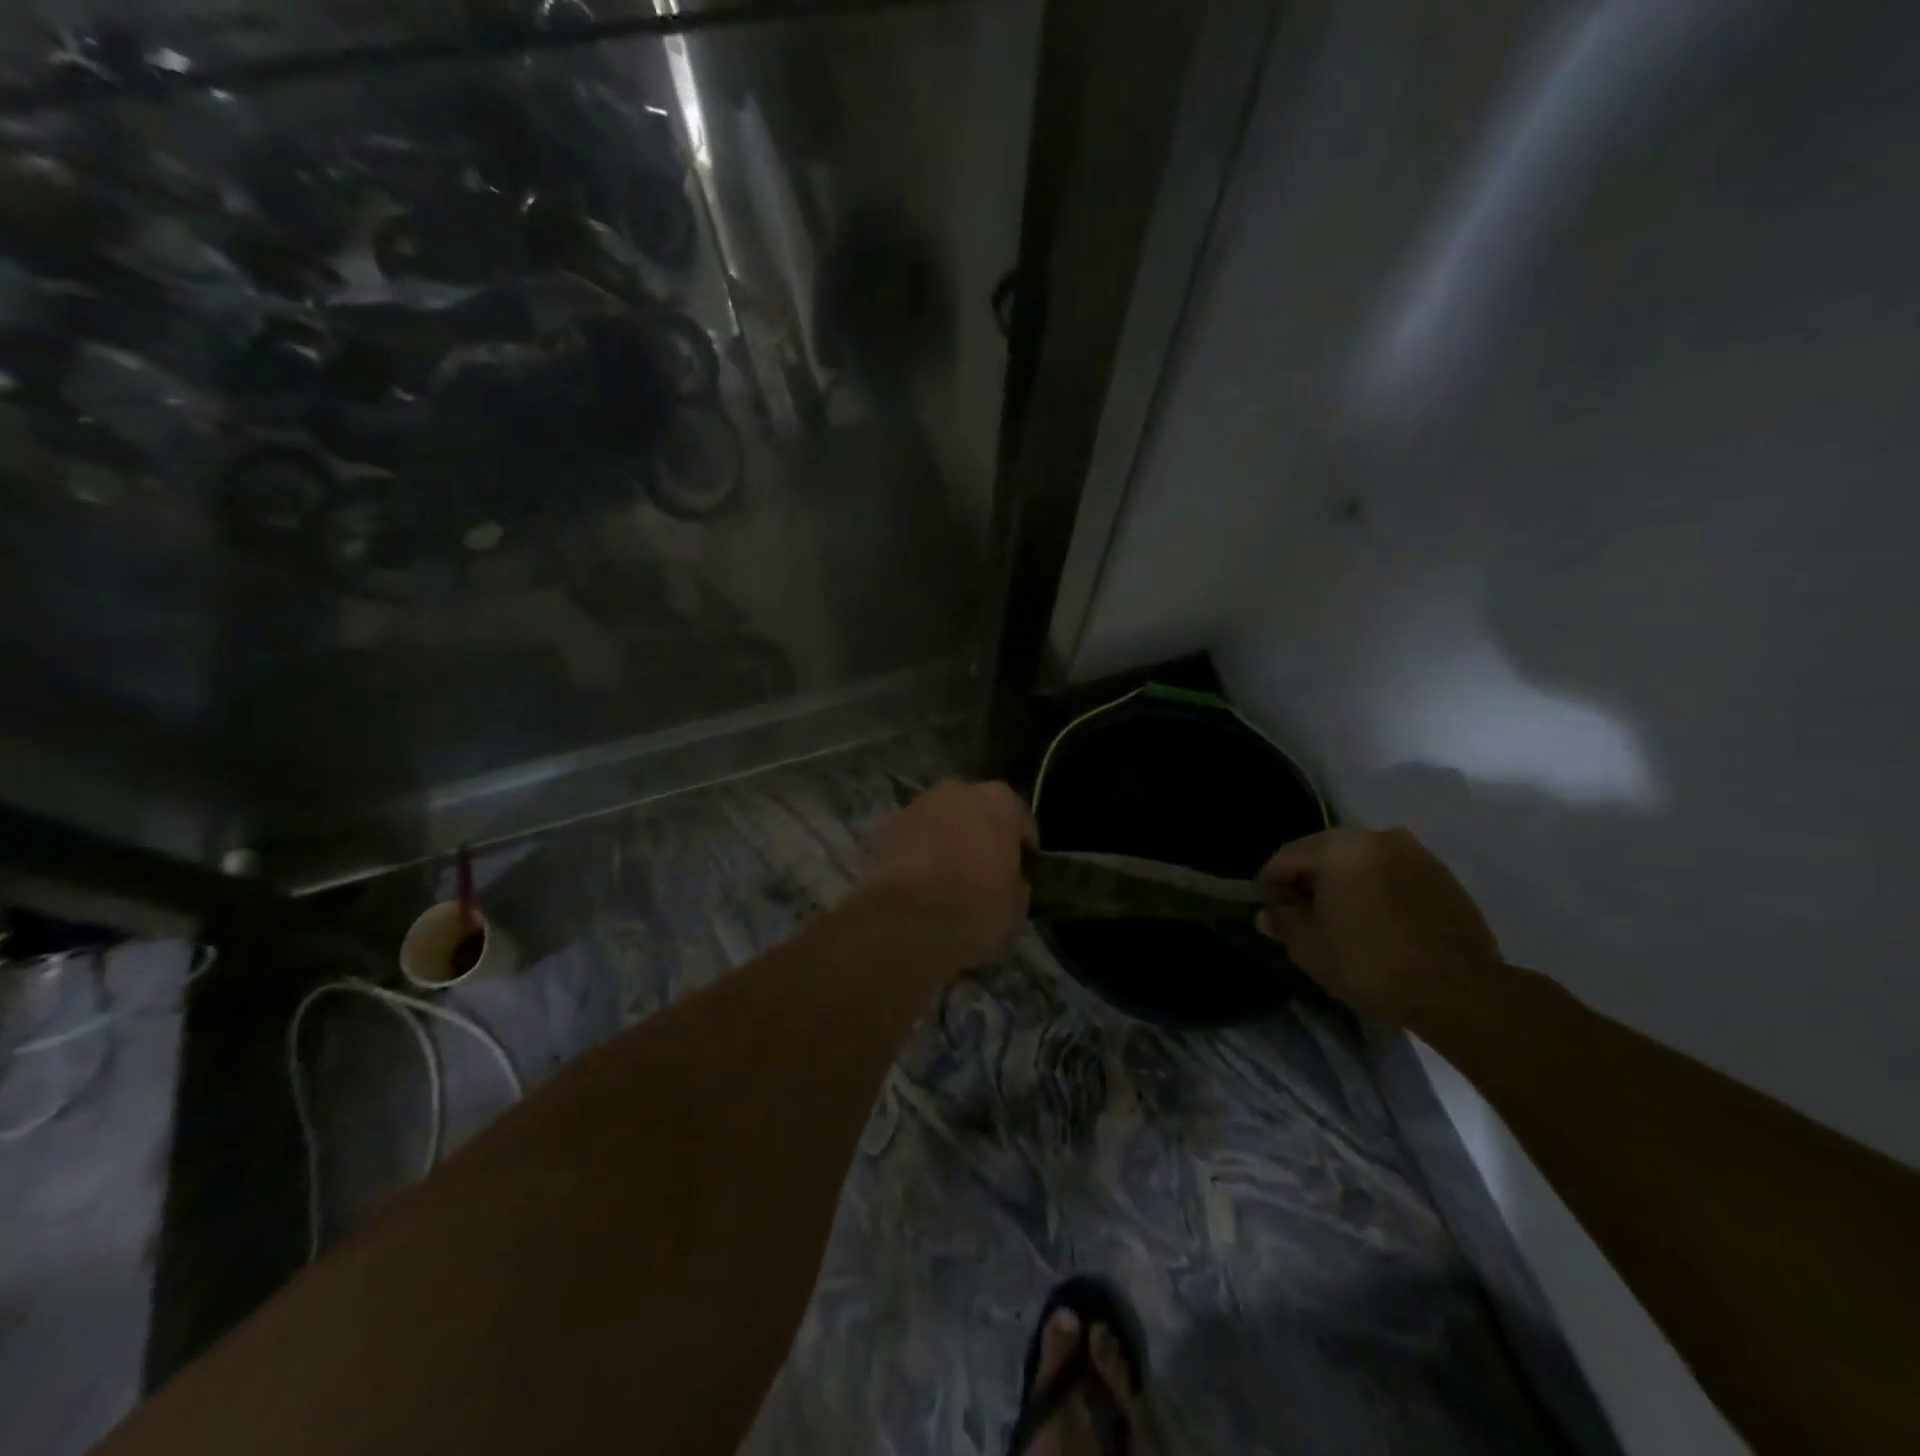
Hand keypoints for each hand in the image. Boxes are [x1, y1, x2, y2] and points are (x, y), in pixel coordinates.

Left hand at [857, 781, 1035, 969]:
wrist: (905, 922)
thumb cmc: (975, 908)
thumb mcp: (1017, 906)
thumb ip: (1015, 883)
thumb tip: (1008, 882)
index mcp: (1000, 801)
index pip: (1019, 818)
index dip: (1021, 846)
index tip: (1021, 871)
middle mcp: (958, 791)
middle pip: (976, 811)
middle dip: (979, 835)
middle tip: (983, 871)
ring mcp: (917, 804)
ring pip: (941, 820)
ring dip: (945, 840)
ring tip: (947, 878)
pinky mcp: (886, 827)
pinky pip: (913, 838)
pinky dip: (918, 853)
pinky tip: (920, 883)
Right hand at [1256, 827, 1499, 1025]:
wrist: (1459, 991)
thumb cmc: (1370, 964)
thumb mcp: (1310, 947)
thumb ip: (1283, 920)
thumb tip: (1268, 911)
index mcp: (1339, 848)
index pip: (1288, 855)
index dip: (1270, 880)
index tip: (1264, 904)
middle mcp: (1376, 838)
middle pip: (1326, 851)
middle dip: (1308, 876)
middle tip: (1298, 909)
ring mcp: (1414, 853)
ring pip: (1362, 860)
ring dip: (1344, 880)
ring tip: (1339, 914)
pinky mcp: (1441, 875)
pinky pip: (1392, 872)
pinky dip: (1376, 887)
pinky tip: (1375, 918)